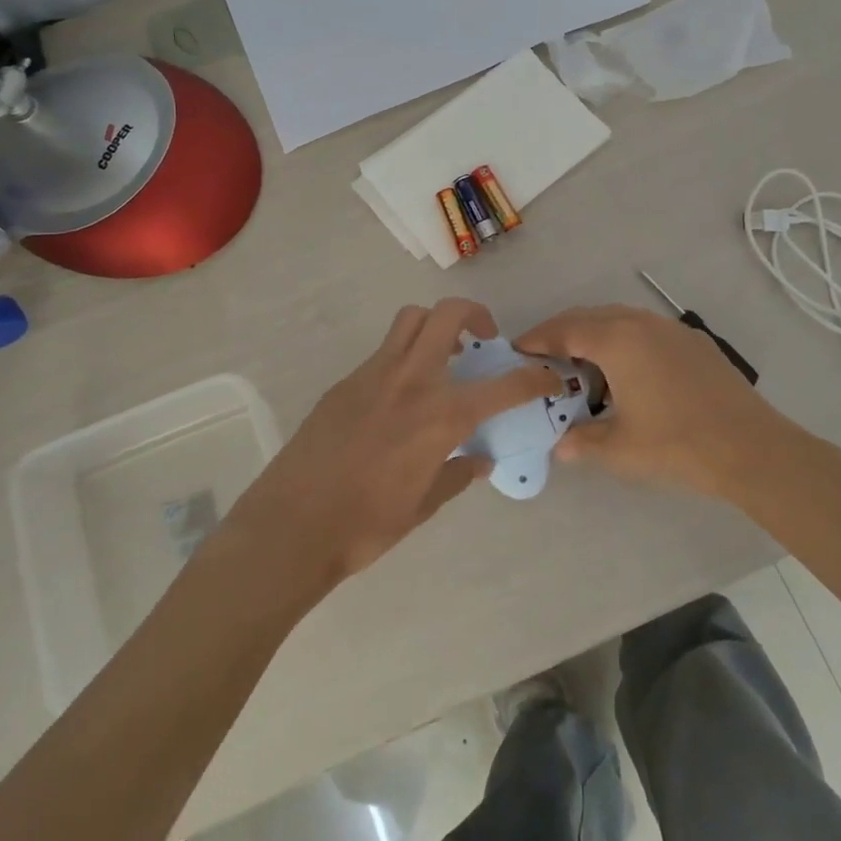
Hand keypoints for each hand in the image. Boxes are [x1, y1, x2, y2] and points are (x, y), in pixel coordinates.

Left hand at [228, 299, 560, 585]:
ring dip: (435, 325)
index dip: (534, 377)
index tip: (547, 376)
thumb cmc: (366, 525)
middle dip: (476, 314)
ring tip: (443, 356)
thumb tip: (479, 461)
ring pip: (411, 321)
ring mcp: (373, 375)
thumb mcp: (423, 505)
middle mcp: (412, 381)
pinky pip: (384, 352)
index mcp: (441, 416)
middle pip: (448, 315)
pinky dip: (404, 356)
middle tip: (484, 340)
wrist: (292, 525)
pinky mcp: (345, 382)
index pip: (503, 386)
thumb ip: (457, 475)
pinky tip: (400, 396)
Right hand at [515, 304, 811, 503]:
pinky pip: (644, 329)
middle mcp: (640, 323)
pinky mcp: (693, 341)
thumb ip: (582, 441)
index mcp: (616, 340)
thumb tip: (559, 447)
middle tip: (542, 356)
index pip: (564, 330)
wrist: (750, 447)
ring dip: (593, 333)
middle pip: (588, 316)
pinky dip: (622, 339)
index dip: (536, 339)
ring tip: (580, 363)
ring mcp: (670, 328)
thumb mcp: (619, 448)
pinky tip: (626, 370)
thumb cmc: (676, 444)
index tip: (516, 350)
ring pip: (618, 318)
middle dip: (561, 332)